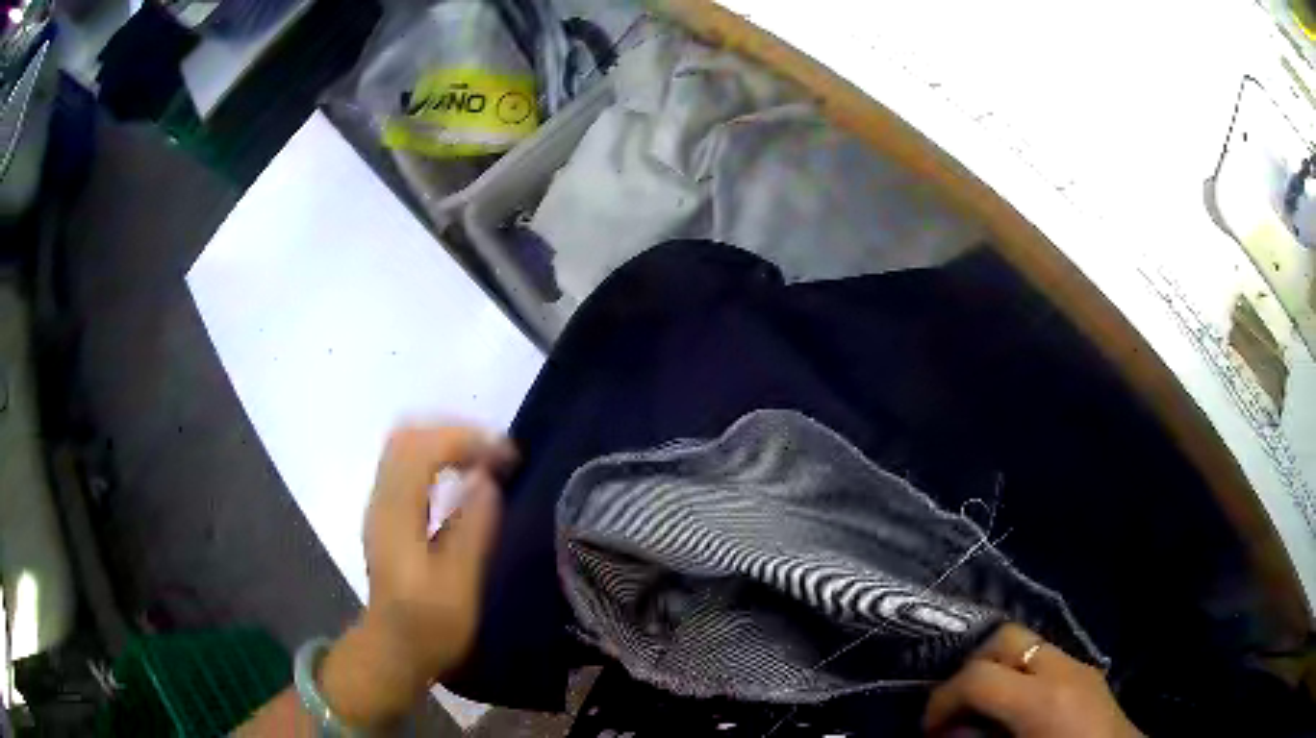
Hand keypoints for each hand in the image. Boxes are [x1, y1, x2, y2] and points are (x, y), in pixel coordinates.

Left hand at [319, 426, 514, 727]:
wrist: (393, 648)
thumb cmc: (430, 626)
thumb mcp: (459, 587)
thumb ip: (471, 530)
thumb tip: (487, 479)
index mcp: (396, 515)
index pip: (422, 449)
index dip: (466, 440)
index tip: (507, 457)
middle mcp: (381, 499)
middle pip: (409, 436)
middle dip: (456, 432)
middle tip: (496, 453)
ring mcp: (380, 504)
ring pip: (405, 445)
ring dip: (447, 441)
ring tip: (485, 460)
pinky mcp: (386, 512)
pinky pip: (407, 462)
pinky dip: (437, 456)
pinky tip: (462, 477)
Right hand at [924, 623, 1141, 737]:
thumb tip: (950, 730)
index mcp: (1042, 698)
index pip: (977, 676)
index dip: (942, 700)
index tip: (929, 726)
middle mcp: (1063, 668)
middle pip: (1004, 637)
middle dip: (971, 667)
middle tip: (957, 706)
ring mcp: (1080, 665)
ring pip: (1027, 643)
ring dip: (997, 670)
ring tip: (984, 708)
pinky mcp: (1089, 673)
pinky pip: (1046, 660)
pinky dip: (1020, 676)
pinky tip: (1017, 709)